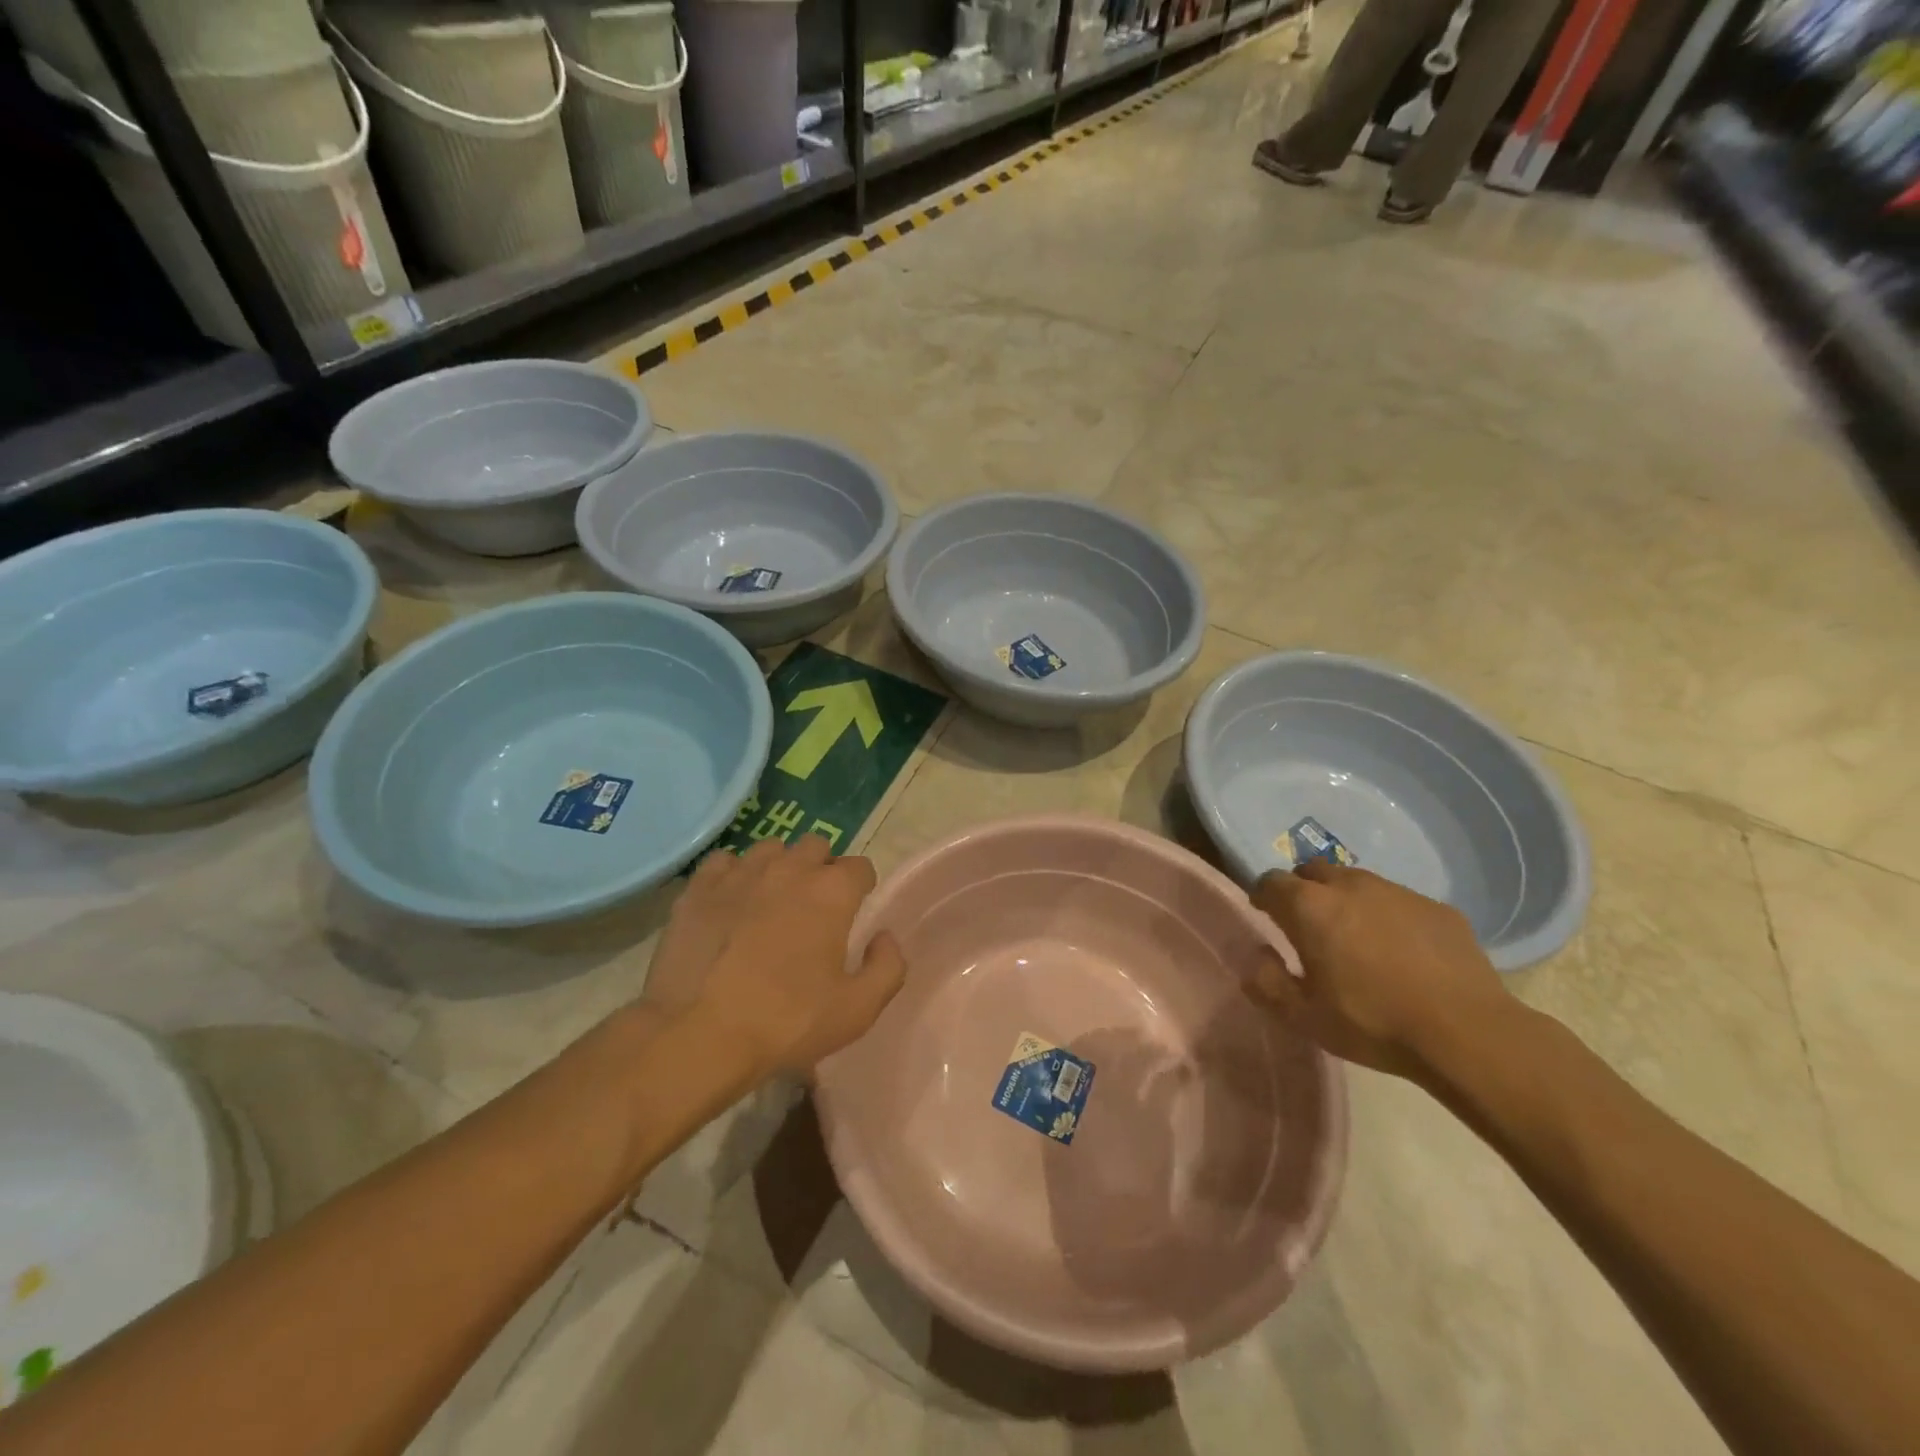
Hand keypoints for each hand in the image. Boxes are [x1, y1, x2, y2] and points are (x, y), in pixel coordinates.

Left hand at [658, 835, 905, 1076]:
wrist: (699, 1034)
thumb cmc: (787, 1022)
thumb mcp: (858, 1009)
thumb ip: (888, 967)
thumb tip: (884, 938)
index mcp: (832, 891)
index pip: (861, 867)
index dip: (861, 888)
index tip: (852, 913)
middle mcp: (790, 868)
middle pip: (816, 846)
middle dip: (821, 869)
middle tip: (813, 908)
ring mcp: (741, 873)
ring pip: (770, 849)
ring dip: (779, 867)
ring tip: (771, 902)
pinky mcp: (700, 887)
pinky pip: (724, 862)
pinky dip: (733, 876)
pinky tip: (730, 903)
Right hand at [1248, 862, 1509, 1082]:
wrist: (1468, 1033)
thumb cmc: (1373, 1023)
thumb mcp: (1305, 1017)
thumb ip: (1268, 982)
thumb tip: (1257, 957)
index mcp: (1310, 907)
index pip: (1271, 881)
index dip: (1263, 896)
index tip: (1265, 916)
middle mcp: (1350, 886)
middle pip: (1313, 871)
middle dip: (1304, 891)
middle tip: (1309, 927)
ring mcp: (1398, 892)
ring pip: (1358, 883)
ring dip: (1347, 901)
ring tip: (1357, 939)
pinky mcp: (1437, 907)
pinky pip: (1399, 902)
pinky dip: (1389, 917)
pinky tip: (1403, 953)